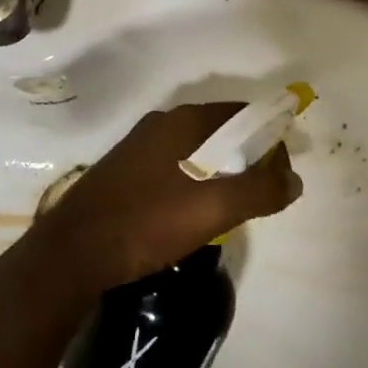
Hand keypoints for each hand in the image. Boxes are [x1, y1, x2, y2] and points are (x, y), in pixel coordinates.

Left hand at [22, 104, 301, 297]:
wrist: (71, 253)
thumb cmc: (148, 220)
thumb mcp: (213, 208)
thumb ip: (260, 190)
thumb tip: (295, 179)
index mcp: (183, 120)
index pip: (242, 113)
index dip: (270, 138)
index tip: (283, 172)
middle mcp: (161, 124)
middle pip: (219, 131)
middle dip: (246, 156)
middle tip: (261, 192)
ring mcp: (138, 148)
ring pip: (194, 151)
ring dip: (219, 171)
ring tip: (231, 207)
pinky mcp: (123, 173)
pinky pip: (172, 167)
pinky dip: (193, 181)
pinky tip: (191, 213)